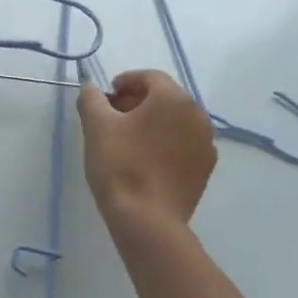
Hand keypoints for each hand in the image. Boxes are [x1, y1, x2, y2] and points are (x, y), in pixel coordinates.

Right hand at [76, 70, 217, 232]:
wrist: (147, 219)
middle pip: (165, 98)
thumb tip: (91, 88)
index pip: (150, 77)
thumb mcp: (96, 125)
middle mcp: (198, 116)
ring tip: (126, 138)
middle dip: (138, 101)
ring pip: (175, 122)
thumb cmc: (120, 164)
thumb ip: (91, 98)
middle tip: (112, 115)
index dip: (126, 81)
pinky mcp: (205, 170)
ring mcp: (206, 145)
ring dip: (152, 122)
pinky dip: (164, 143)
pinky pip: (183, 144)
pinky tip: (144, 159)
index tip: (106, 95)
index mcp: (174, 99)